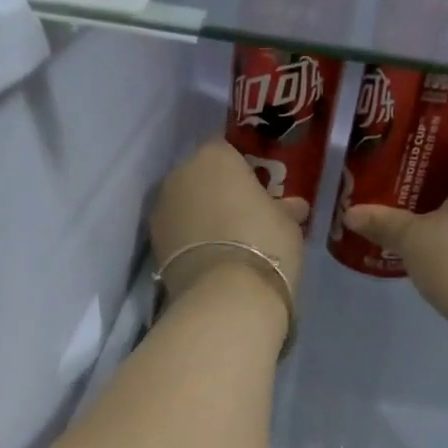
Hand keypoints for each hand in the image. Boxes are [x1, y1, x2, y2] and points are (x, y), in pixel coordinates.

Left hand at [151, 140, 309, 302]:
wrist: (225, 296)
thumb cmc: (265, 244)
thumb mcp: (288, 224)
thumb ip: (285, 209)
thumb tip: (293, 207)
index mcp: (215, 156)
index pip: (227, 152)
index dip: (242, 172)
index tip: (256, 194)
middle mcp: (180, 174)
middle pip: (200, 178)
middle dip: (216, 193)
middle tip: (241, 219)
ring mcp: (161, 209)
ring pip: (184, 206)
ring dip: (199, 218)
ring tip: (224, 246)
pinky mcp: (153, 243)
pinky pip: (176, 233)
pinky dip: (188, 242)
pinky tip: (208, 262)